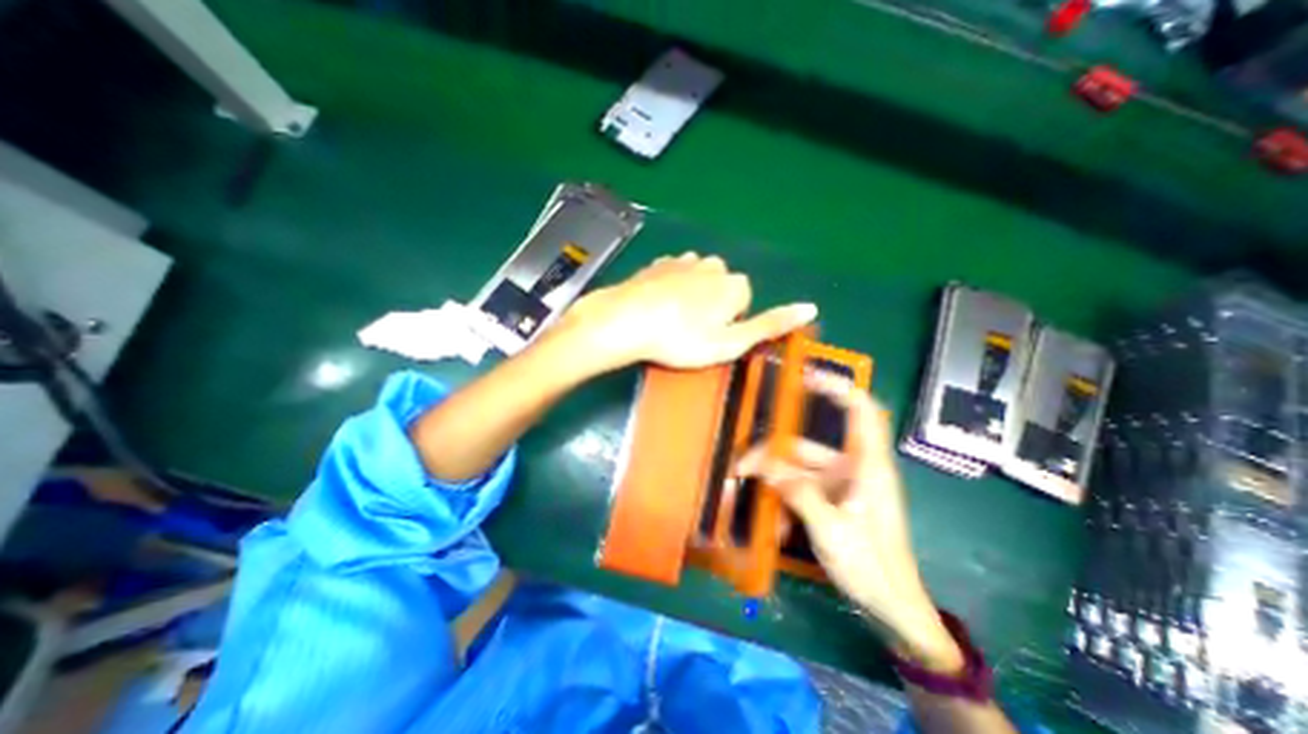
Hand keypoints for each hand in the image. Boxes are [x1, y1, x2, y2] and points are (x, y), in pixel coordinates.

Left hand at [563, 254, 813, 375]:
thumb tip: (811, 308)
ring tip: (672, 320)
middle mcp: (713, 265)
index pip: (744, 302)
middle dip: (711, 307)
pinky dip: (671, 287)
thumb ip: (770, 325)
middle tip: (689, 331)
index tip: (708, 337)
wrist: (626, 321)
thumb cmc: (681, 339)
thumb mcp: (731, 342)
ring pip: (698, 279)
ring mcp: (683, 261)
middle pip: (722, 287)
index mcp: (734, 284)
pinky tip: (657, 305)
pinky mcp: (658, 264)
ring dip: (691, 296)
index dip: (729, 322)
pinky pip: (674, 274)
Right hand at [741, 377, 963, 677]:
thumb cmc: (872, 567)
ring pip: (798, 469)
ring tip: (749, 496)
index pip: (861, 410)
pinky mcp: (832, 501)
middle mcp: (853, 468)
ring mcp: (840, 486)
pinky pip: (801, 490)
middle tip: (742, 467)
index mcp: (867, 465)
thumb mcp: (832, 530)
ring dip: (774, 481)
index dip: (837, 387)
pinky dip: (784, 500)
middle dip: (773, 453)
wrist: (892, 608)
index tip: (804, 377)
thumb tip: (767, 469)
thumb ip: (799, 494)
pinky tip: (773, 523)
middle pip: (807, 445)